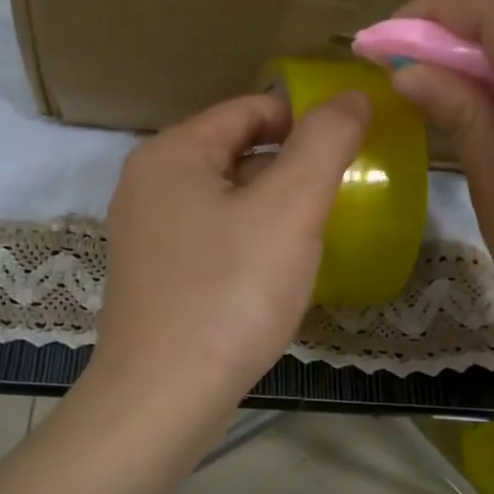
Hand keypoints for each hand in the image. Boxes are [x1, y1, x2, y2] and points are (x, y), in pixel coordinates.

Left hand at [89, 90, 370, 418]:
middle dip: (289, 169)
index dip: (305, 121)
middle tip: (335, 200)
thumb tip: (351, 96)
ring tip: (311, 237)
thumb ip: (324, 143)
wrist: (162, 397)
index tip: (350, 150)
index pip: (250, 109)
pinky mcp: (150, 277)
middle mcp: (146, 183)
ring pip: (222, 199)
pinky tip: (270, 275)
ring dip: (269, 209)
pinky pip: (208, 239)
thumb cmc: (229, 293)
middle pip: (234, 152)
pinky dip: (244, 243)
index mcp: (172, 152)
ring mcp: (142, 233)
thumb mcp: (290, 208)